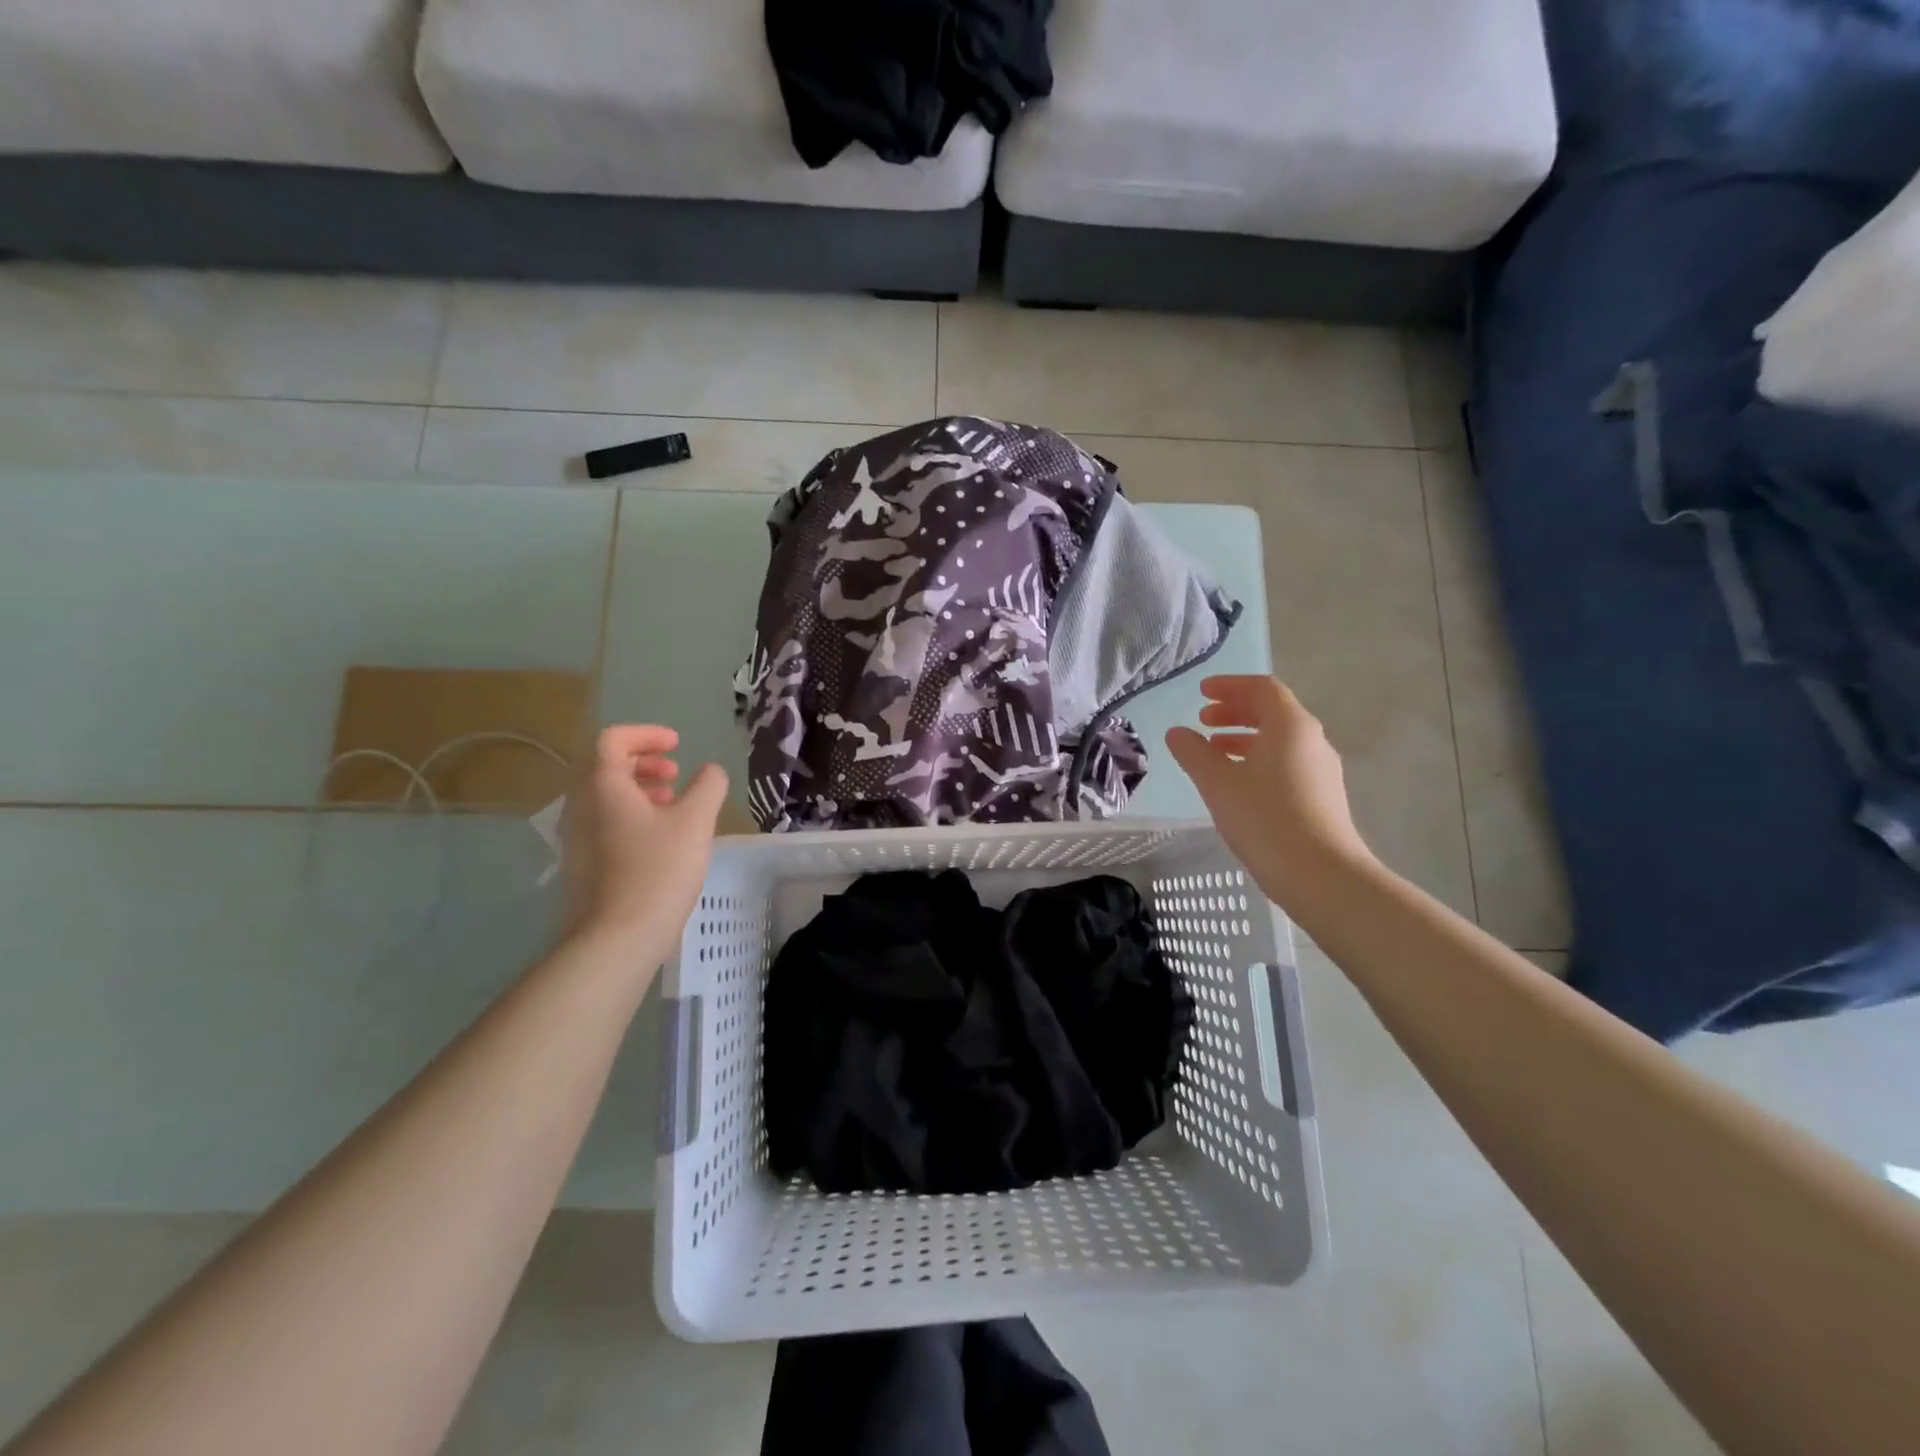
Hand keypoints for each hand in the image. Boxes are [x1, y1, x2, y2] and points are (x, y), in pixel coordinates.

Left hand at [561, 726, 728, 949]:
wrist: (615, 939)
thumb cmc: (657, 871)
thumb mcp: (695, 822)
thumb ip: (708, 787)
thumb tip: (710, 771)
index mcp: (602, 786)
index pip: (613, 739)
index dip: (646, 734)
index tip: (678, 745)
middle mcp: (580, 805)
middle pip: (605, 766)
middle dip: (644, 762)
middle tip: (676, 774)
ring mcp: (576, 837)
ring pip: (605, 797)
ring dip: (640, 789)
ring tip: (674, 805)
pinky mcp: (581, 864)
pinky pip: (604, 822)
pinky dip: (632, 815)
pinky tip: (661, 840)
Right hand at [1166, 676, 1376, 904]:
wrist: (1320, 875)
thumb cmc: (1265, 818)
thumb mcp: (1218, 782)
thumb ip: (1194, 752)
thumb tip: (1177, 732)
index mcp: (1290, 726)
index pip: (1262, 688)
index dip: (1230, 685)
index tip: (1202, 692)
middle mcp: (1311, 740)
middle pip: (1272, 711)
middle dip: (1235, 711)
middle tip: (1203, 720)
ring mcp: (1320, 770)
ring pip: (1278, 740)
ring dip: (1243, 737)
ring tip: (1213, 750)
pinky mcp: (1321, 796)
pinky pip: (1285, 763)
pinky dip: (1257, 759)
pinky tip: (1236, 782)